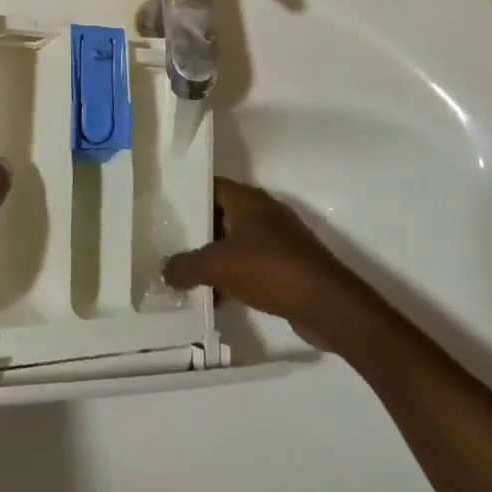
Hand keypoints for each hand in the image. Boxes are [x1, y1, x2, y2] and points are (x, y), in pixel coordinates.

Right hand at [164, 178, 391, 352]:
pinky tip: (217, 297)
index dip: (185, 196)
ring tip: (186, 274)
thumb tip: (164, 270)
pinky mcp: (288, 266)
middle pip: (220, 215)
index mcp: (246, 199)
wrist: (328, 305)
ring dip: (215, 258)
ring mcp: (279, 239)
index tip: (163, 210)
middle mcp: (263, 212)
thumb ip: (186, 266)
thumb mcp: (218, 266)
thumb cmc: (269, 269)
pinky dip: (234, 277)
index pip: (208, 187)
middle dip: (196, 232)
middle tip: (168, 245)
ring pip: (236, 243)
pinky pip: (252, 265)